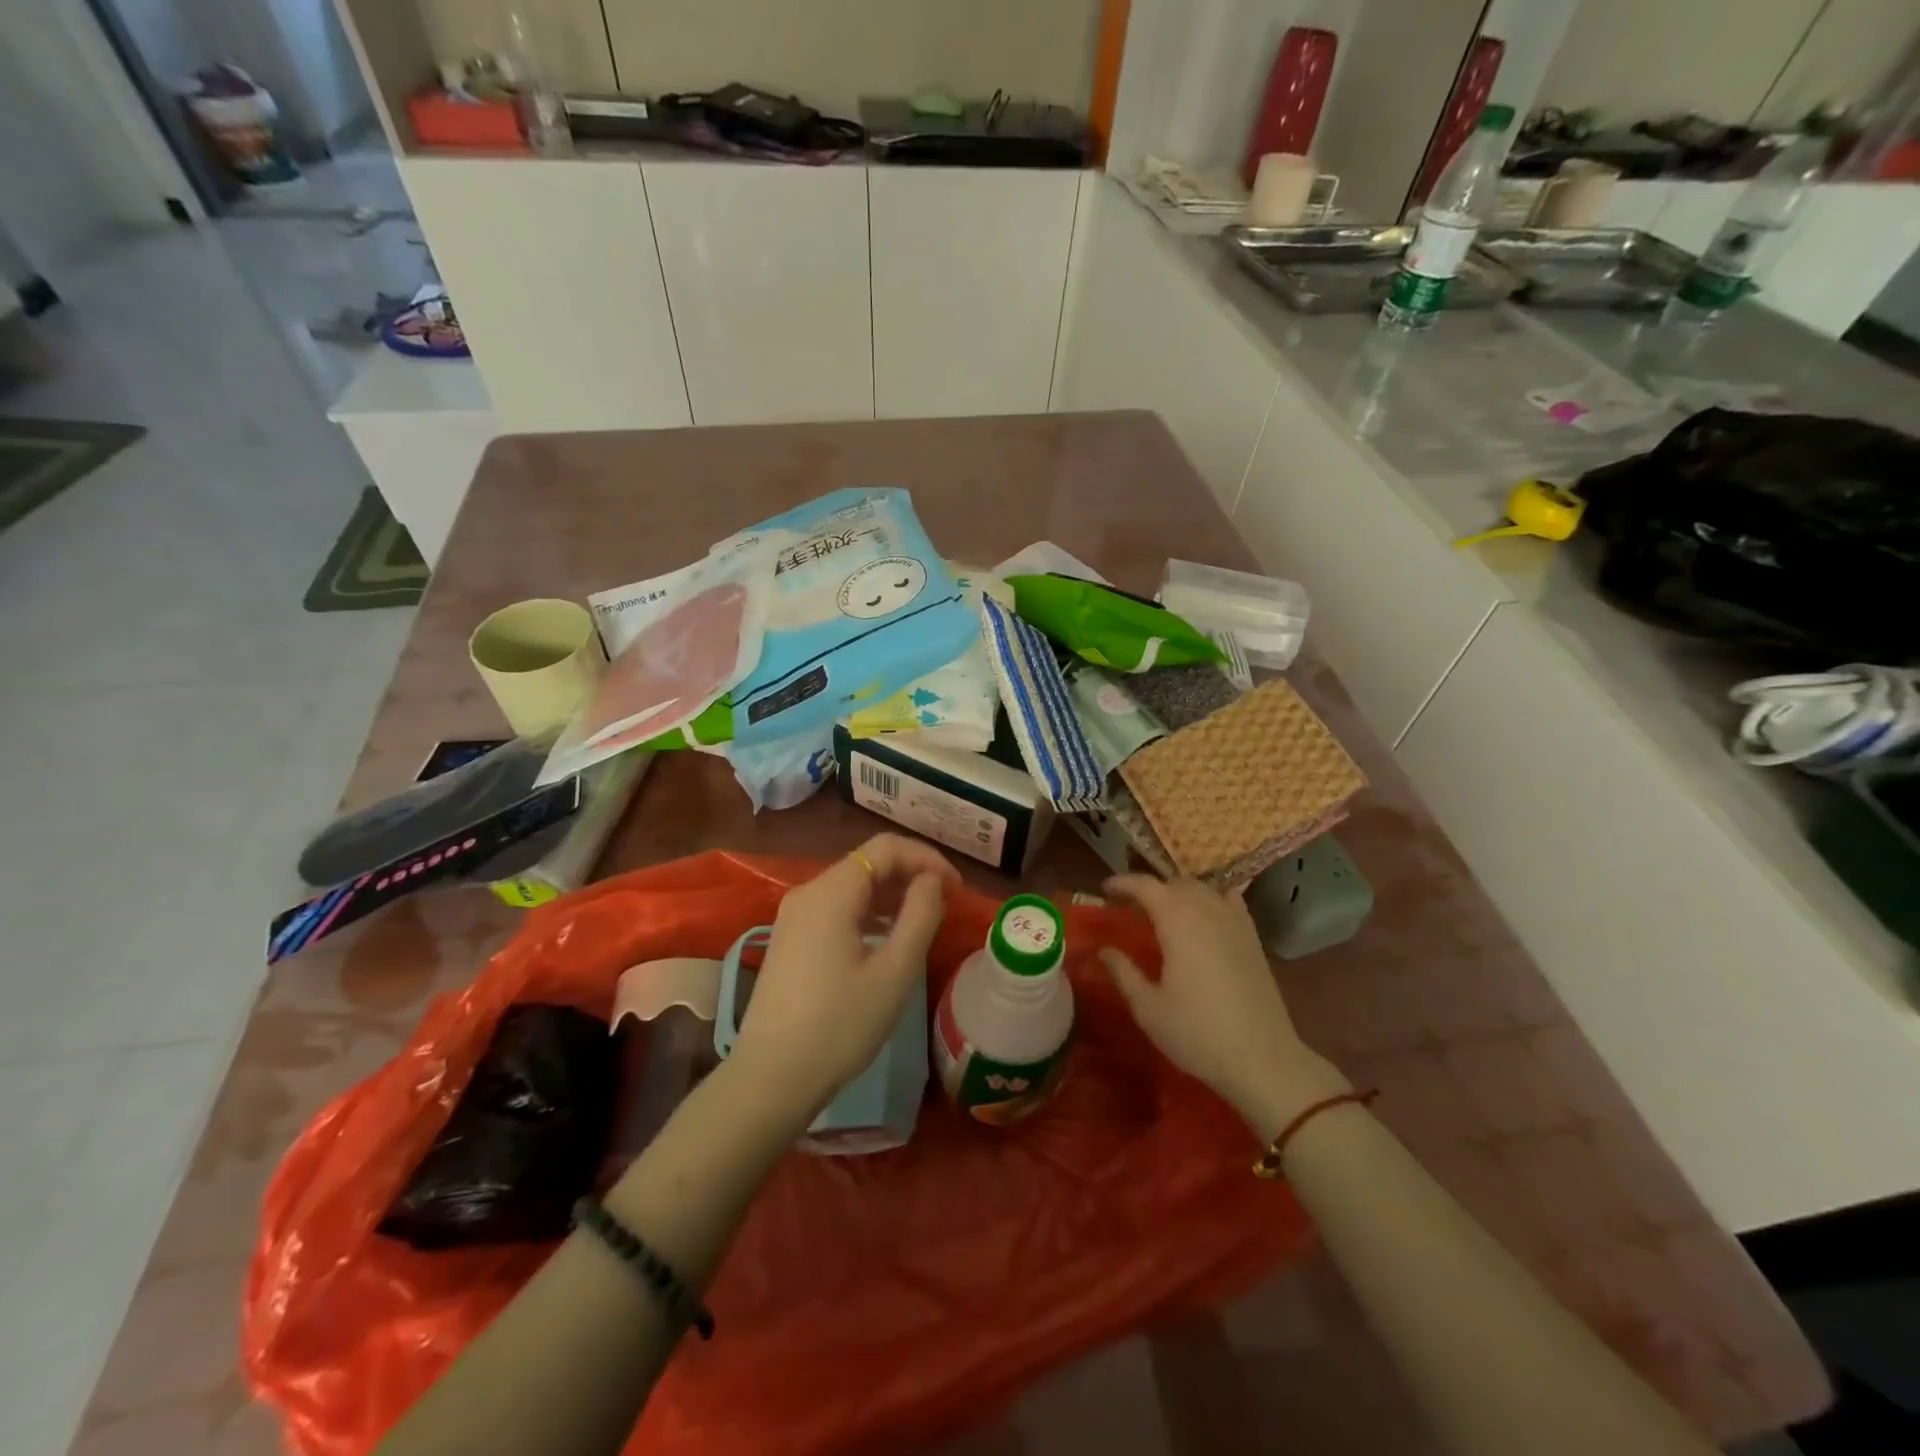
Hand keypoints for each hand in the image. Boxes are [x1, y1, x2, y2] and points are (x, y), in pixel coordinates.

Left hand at [729, 834, 959, 1121]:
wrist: (772, 1079)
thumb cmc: (841, 1025)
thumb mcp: (895, 970)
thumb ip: (921, 914)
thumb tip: (932, 880)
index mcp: (831, 891)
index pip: (886, 848)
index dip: (927, 858)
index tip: (957, 889)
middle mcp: (807, 892)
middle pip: (867, 863)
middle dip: (911, 875)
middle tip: (946, 906)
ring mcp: (793, 916)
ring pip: (852, 886)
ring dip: (891, 895)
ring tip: (922, 923)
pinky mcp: (789, 940)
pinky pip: (836, 909)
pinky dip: (868, 913)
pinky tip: (886, 940)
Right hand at [1100, 875, 1348, 1139]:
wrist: (1263, 1059)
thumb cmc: (1198, 1034)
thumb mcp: (1149, 1008)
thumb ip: (1123, 973)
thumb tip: (1104, 950)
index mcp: (1178, 923)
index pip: (1147, 886)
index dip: (1124, 882)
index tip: (1105, 889)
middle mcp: (1208, 912)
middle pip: (1175, 883)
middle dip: (1150, 887)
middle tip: (1130, 904)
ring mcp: (1235, 922)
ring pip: (1202, 889)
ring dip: (1178, 891)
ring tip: (1162, 909)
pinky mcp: (1253, 938)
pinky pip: (1228, 900)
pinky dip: (1211, 896)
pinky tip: (1205, 911)